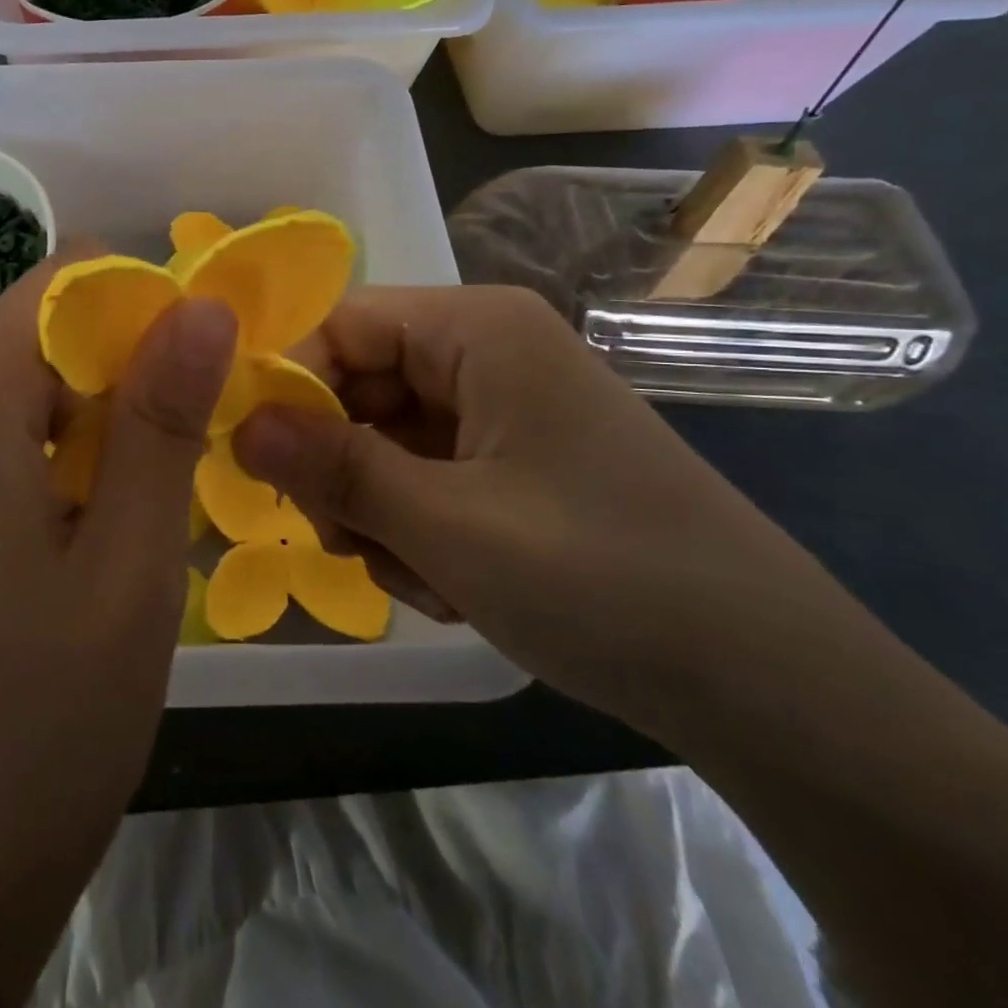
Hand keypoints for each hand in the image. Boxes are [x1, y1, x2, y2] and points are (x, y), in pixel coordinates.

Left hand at [0, 257, 235, 1007]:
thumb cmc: (38, 726)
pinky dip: (42, 456)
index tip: (196, 368)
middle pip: (30, 334)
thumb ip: (162, 419)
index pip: (55, 282)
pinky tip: (73, 536)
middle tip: (177, 454)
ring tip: (131, 508)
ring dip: (84, 421)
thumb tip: (202, 304)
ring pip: (10, 388)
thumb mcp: (130, 564)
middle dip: (115, 370)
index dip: (138, 305)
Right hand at [238, 285, 853, 735]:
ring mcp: (503, 406)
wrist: (771, 683)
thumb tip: (236, 424)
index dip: (290, 385)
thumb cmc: (603, 579)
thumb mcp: (446, 526)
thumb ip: (332, 467)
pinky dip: (420, 527)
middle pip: (360, 384)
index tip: (257, 463)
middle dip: (341, 465)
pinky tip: (453, 583)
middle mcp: (488, 350)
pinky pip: (427, 472)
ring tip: (423, 576)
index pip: (341, 324)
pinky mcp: (516, 458)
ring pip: (386, 438)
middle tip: (344, 541)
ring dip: (380, 509)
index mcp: (477, 328)